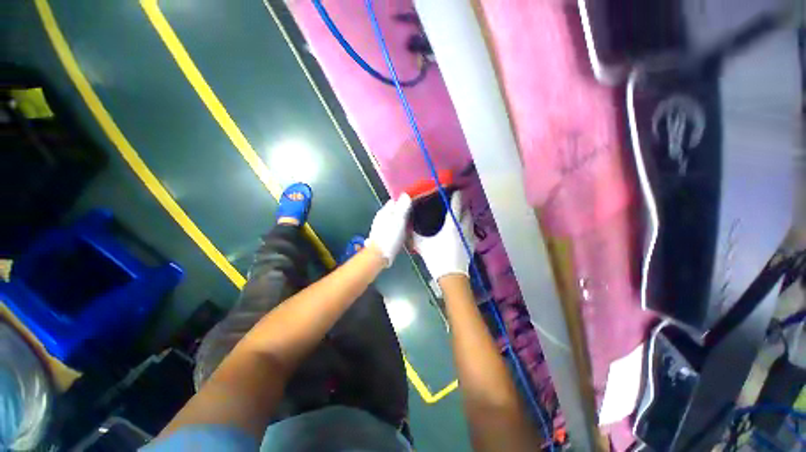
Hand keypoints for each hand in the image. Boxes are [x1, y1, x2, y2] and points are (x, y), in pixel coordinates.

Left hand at [367, 193, 412, 266]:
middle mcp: (381, 218)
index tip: (413, 206)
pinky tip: (403, 237)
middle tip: (413, 219)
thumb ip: (402, 207)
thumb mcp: (399, 220)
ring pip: (394, 222)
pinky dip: (399, 232)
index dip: (404, 202)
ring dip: (402, 224)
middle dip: (404, 214)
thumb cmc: (389, 237)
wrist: (380, 255)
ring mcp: (381, 228)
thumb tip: (405, 195)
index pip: (395, 201)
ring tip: (409, 229)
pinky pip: (393, 231)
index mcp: (385, 211)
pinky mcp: (383, 237)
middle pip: (395, 212)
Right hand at [412, 192, 473, 280]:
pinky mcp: (472, 245)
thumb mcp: (422, 245)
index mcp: (451, 226)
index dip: (457, 197)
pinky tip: (465, 229)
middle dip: (463, 205)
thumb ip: (414, 234)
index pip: (456, 206)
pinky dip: (469, 226)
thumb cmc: (437, 259)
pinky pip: (472, 231)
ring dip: (467, 215)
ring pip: (471, 221)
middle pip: (467, 212)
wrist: (451, 277)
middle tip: (457, 201)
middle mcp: (463, 228)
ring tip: (461, 213)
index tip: (456, 190)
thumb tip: (407, 226)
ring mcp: (469, 237)